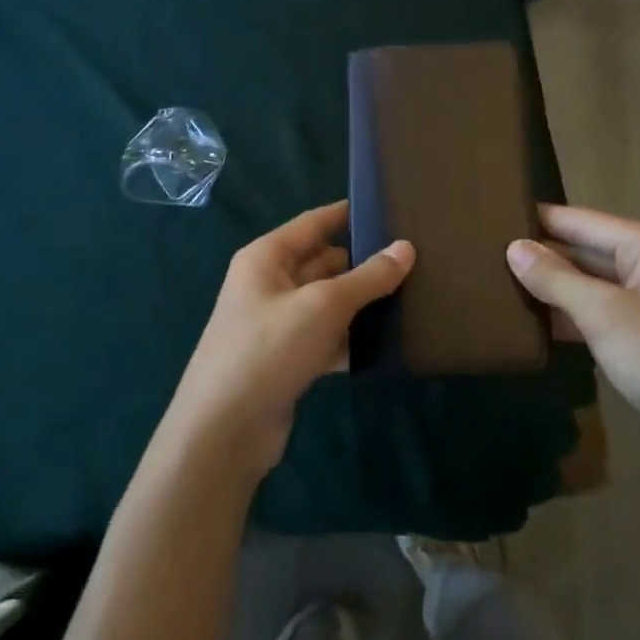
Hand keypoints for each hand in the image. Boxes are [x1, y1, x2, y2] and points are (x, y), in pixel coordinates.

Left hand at [163, 200, 413, 480]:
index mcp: (266, 257)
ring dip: (361, 304)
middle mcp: (269, 283)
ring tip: (413, 298)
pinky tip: (388, 345)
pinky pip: (326, 337)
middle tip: (415, 260)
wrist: (224, 431)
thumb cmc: (269, 349)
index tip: (389, 208)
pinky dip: (351, 339)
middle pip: (324, 262)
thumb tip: (406, 248)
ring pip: (328, 303)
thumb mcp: (323, 306)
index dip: (349, 213)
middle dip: (363, 262)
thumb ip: (368, 277)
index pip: (314, 223)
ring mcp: (277, 324)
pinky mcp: (287, 359)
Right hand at [507, 206, 639, 474]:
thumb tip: (513, 248)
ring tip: (499, 284)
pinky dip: (571, 316)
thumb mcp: (604, 314)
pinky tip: (533, 322)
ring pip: (591, 285)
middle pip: (586, 251)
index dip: (539, 219)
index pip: (581, 221)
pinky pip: (601, 314)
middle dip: (542, 256)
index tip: (492, 216)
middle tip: (487, 255)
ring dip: (553, 289)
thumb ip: (555, 278)